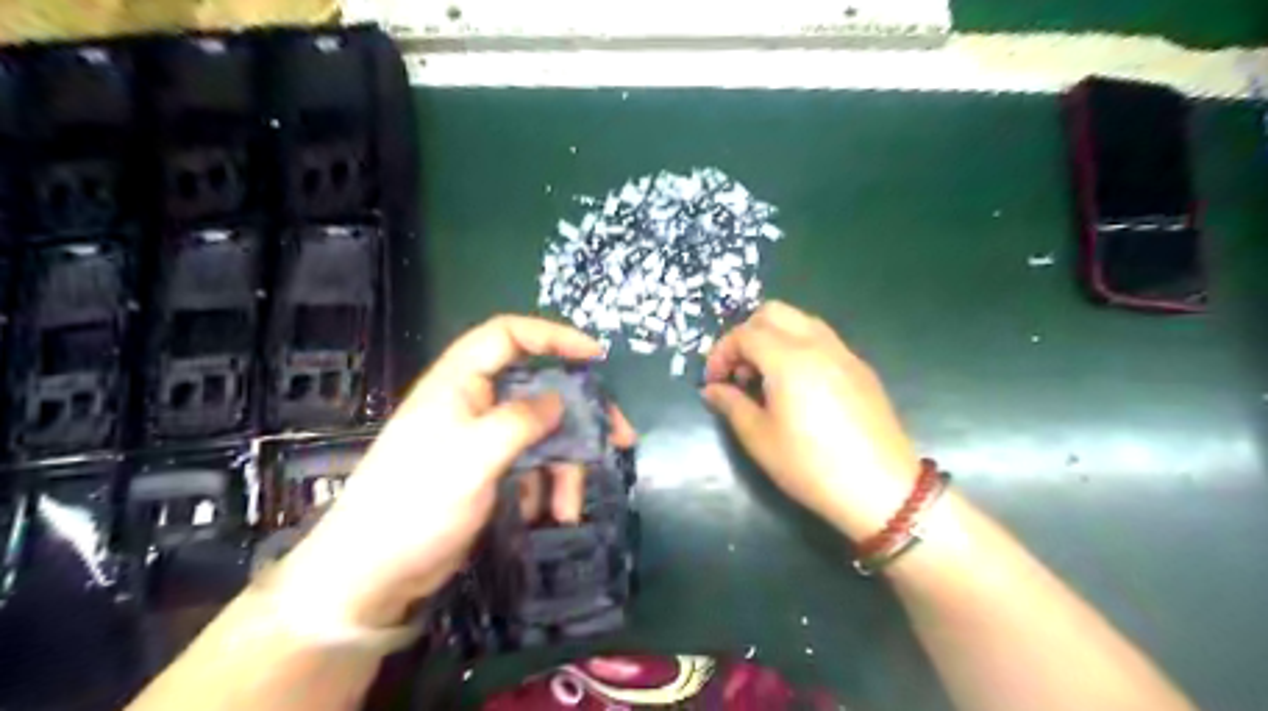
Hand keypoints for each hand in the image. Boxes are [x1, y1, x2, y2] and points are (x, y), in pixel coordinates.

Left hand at [276, 315, 632, 627]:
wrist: (375, 576)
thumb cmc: (417, 504)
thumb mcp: (473, 456)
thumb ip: (521, 420)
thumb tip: (560, 399)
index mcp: (460, 382)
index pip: (508, 336)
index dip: (553, 336)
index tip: (594, 356)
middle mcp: (474, 403)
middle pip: (539, 391)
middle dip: (580, 416)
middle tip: (619, 437)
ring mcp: (483, 440)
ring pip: (543, 435)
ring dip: (565, 468)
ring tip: (570, 508)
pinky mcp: (489, 473)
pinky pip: (533, 466)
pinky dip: (547, 487)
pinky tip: (552, 516)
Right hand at [703, 303, 921, 541]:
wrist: (881, 488)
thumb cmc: (811, 466)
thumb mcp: (760, 439)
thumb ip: (731, 404)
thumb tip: (713, 389)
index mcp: (788, 359)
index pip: (744, 333)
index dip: (721, 353)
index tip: (713, 382)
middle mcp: (817, 344)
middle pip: (772, 312)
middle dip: (746, 334)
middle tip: (738, 371)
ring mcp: (843, 353)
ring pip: (800, 321)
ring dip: (773, 337)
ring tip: (765, 377)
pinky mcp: (860, 368)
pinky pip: (821, 339)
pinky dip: (798, 346)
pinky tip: (796, 386)